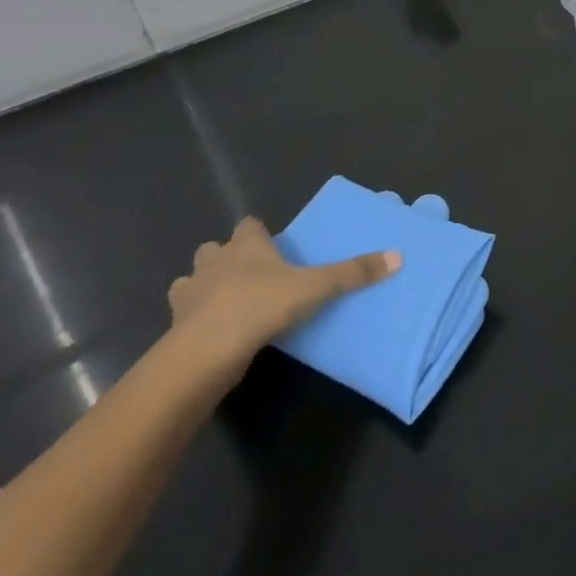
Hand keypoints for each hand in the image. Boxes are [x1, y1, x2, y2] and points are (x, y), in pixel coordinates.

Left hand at [167, 218, 399, 387]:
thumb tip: (397, 256)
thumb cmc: (261, 305)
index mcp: (246, 244)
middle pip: (215, 248)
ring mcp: (191, 292)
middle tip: (251, 274)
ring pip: (192, 279)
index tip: (273, 245)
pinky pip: (185, 313)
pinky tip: (213, 330)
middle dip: (227, 257)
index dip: (259, 233)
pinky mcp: (177, 324)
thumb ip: (353, 273)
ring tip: (227, 302)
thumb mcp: (316, 288)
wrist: (207, 350)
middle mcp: (215, 261)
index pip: (250, 224)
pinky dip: (195, 317)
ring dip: (205, 286)